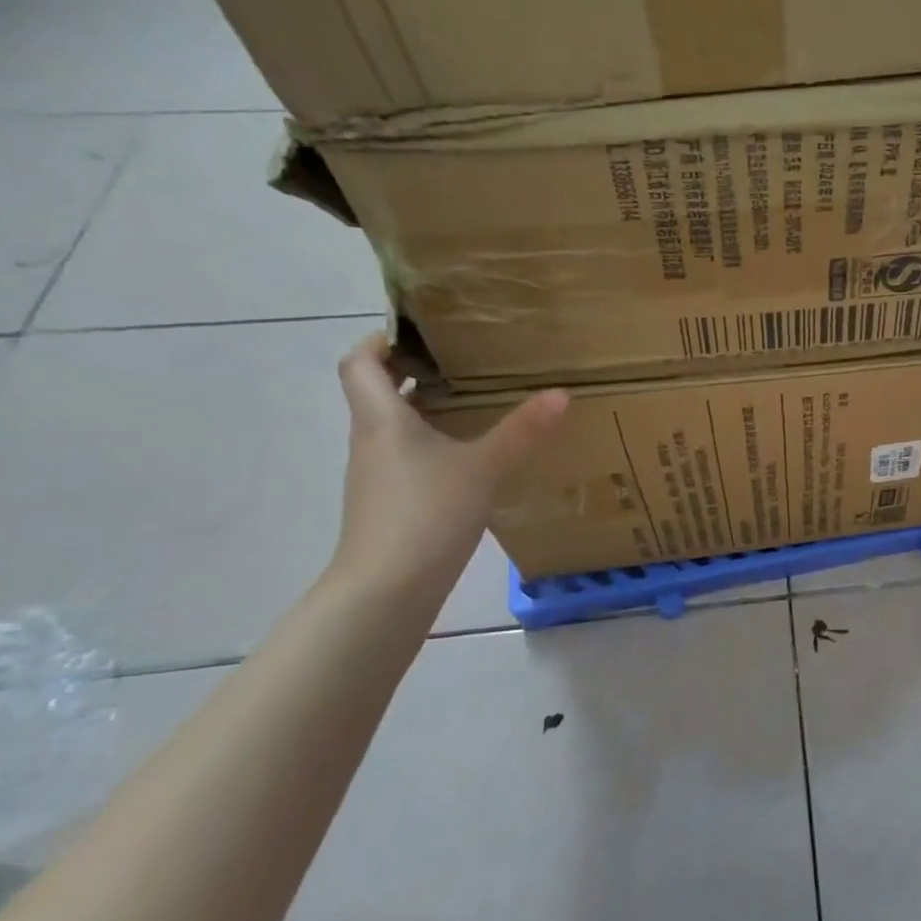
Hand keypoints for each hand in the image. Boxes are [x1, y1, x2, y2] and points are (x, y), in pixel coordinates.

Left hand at [331, 335, 568, 592]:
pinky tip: (472, 456)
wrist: (386, 589)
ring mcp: (378, 474)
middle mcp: (372, 439)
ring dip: (427, 409)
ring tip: (477, 402)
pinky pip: (408, 456)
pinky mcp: (390, 501)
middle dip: (416, 371)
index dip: (381, 340)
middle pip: (378, 391)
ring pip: (396, 426)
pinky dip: (434, 444)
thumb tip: (561, 393)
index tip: (422, 332)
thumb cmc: (427, 513)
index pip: (359, 362)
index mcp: (382, 419)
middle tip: (465, 361)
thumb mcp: (484, 467)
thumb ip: (523, 430)